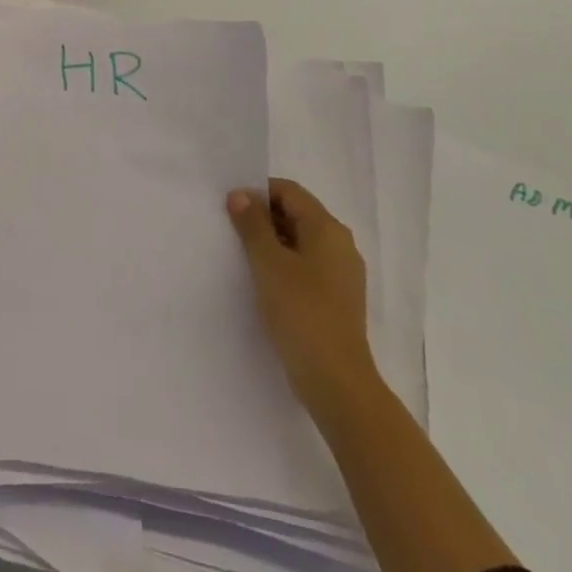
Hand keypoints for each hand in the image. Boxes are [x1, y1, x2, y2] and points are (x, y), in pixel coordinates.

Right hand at [227, 178, 377, 417]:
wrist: (336, 380)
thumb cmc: (301, 312)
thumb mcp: (268, 263)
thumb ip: (253, 224)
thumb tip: (240, 195)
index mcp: (327, 228)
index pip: (289, 191)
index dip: (258, 193)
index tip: (230, 209)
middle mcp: (340, 244)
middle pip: (296, 213)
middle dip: (263, 217)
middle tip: (231, 232)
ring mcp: (341, 273)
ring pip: (300, 241)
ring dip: (271, 243)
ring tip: (243, 258)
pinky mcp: (336, 297)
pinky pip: (306, 265)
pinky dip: (284, 264)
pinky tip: (264, 282)